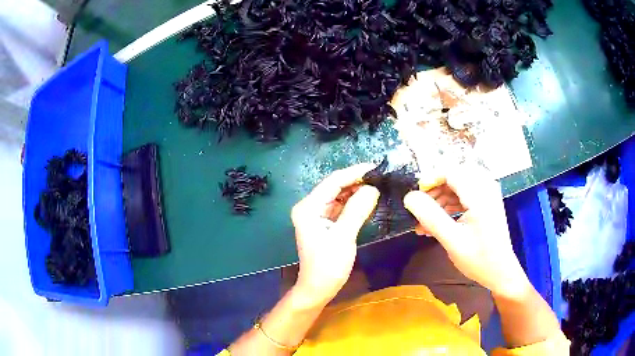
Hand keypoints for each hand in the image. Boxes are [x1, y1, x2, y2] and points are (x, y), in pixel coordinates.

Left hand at [291, 164, 379, 305]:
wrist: (318, 288)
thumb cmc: (328, 266)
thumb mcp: (344, 237)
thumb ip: (357, 210)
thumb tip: (372, 188)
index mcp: (308, 207)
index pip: (333, 181)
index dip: (355, 172)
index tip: (376, 167)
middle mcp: (309, 206)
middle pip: (335, 186)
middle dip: (357, 180)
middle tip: (381, 177)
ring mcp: (316, 214)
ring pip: (339, 196)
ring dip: (357, 190)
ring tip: (378, 185)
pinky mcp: (324, 222)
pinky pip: (340, 207)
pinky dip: (353, 202)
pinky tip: (368, 199)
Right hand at [404, 164, 530, 298]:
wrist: (500, 272)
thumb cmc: (478, 259)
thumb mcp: (452, 240)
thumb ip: (431, 217)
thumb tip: (409, 197)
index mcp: (480, 195)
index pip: (450, 171)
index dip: (429, 181)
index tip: (415, 199)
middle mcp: (485, 187)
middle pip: (453, 176)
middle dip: (433, 192)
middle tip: (419, 212)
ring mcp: (486, 194)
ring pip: (456, 185)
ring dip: (439, 200)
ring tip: (424, 222)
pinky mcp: (485, 201)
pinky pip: (463, 194)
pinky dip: (449, 205)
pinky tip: (438, 223)